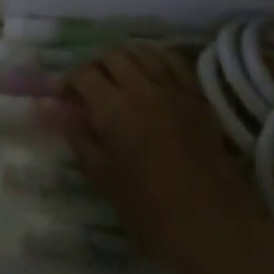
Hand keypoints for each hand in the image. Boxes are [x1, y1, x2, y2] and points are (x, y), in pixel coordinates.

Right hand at [62, 43, 273, 273]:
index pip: (84, 73)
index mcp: (114, 108)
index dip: (68, 80)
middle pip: (113, 54)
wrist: (210, 223)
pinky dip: (156, 61)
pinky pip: (173, 62)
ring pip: (144, 51)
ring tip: (119, 78)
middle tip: (89, 87)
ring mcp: (174, 88)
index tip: (63, 96)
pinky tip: (151, 77)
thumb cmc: (148, 208)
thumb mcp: (102, 176)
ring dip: (125, 58)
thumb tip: (63, 116)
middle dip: (95, 65)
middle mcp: (143, 88)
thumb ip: (79, 139)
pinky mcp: (197, 96)